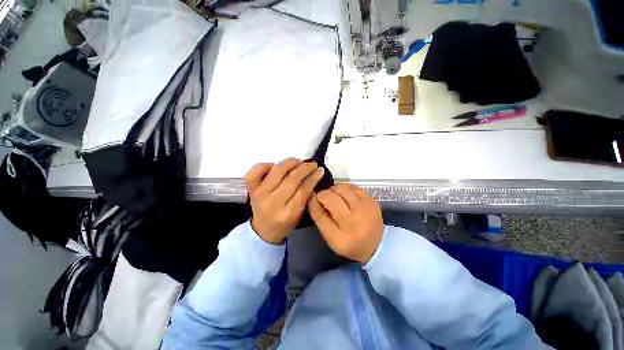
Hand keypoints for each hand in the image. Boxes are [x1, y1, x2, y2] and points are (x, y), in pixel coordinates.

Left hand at [244, 158, 324, 244]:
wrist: (262, 231)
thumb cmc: (285, 224)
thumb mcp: (300, 215)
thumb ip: (306, 197)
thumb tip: (312, 177)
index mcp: (288, 213)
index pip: (303, 189)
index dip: (313, 177)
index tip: (320, 170)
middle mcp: (273, 202)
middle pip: (292, 178)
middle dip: (305, 167)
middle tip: (312, 164)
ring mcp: (260, 193)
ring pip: (277, 170)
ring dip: (291, 162)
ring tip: (299, 162)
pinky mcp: (251, 188)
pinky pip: (257, 170)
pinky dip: (267, 164)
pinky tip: (276, 166)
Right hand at [307, 184, 383, 263]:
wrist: (375, 245)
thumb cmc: (348, 242)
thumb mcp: (330, 236)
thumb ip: (319, 217)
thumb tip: (312, 196)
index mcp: (341, 237)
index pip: (321, 214)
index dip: (314, 202)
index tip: (313, 197)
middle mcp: (355, 221)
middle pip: (333, 197)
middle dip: (325, 194)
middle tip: (325, 198)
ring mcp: (366, 209)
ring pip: (344, 188)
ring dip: (335, 189)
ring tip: (335, 196)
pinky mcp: (373, 202)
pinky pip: (355, 188)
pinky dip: (347, 189)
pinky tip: (346, 196)